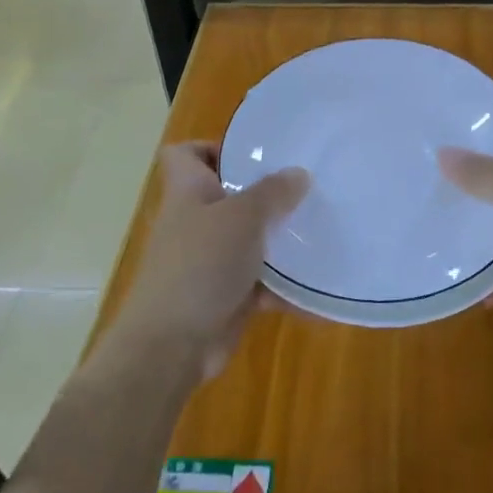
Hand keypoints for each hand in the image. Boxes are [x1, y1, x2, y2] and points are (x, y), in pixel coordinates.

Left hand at [106, 143, 308, 381]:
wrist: (171, 346)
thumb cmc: (200, 265)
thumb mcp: (242, 217)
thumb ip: (272, 193)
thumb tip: (298, 173)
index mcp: (188, 193)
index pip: (185, 154)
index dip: (213, 147)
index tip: (254, 154)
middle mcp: (196, 222)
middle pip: (227, 196)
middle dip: (265, 194)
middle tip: (305, 189)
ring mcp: (209, 261)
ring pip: (248, 240)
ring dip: (279, 240)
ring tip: (321, 230)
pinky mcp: (225, 296)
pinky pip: (261, 283)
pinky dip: (285, 287)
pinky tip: (318, 288)